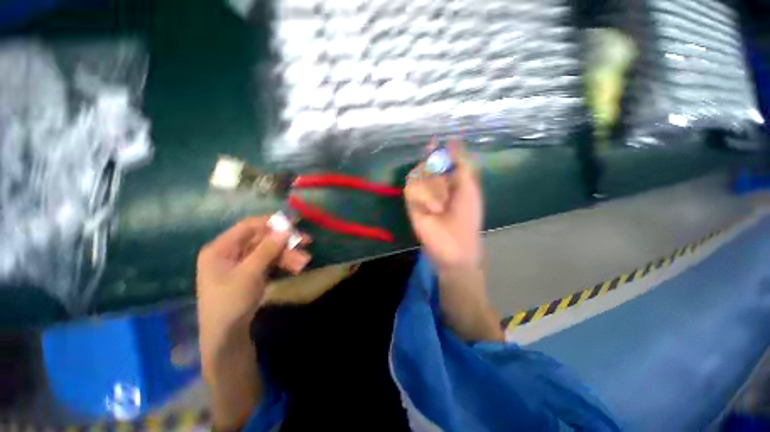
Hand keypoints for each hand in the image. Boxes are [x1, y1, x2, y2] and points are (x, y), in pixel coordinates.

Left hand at [196, 217, 310, 366]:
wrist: (226, 335)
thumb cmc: (230, 302)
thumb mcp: (250, 274)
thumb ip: (267, 250)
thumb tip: (286, 230)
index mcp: (221, 248)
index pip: (248, 226)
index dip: (271, 223)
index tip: (293, 223)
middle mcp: (231, 252)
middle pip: (262, 239)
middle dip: (285, 242)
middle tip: (306, 241)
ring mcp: (242, 263)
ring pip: (269, 251)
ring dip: (288, 255)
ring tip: (304, 262)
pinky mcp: (252, 272)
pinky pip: (270, 262)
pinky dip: (283, 263)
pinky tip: (296, 267)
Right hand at [405, 140, 482, 270]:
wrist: (455, 244)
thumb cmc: (468, 216)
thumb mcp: (469, 187)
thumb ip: (461, 163)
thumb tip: (453, 140)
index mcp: (449, 179)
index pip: (439, 158)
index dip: (437, 150)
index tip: (435, 141)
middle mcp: (434, 184)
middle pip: (426, 164)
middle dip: (436, 174)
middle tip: (446, 192)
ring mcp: (421, 194)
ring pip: (417, 175)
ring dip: (431, 188)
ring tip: (441, 206)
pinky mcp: (411, 204)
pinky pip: (410, 189)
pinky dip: (422, 197)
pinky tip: (432, 209)